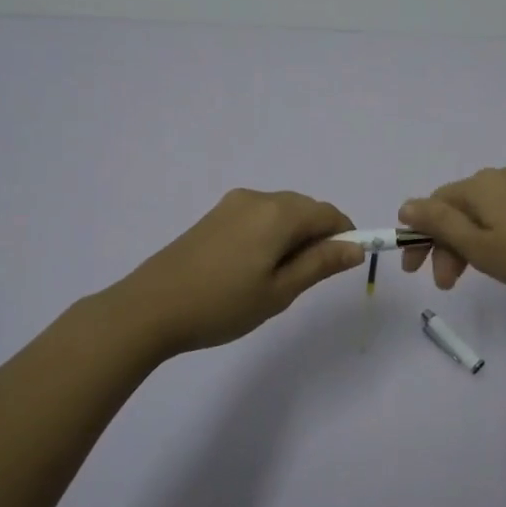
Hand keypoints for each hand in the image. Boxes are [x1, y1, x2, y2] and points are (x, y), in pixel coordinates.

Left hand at [110, 189, 363, 357]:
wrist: (150, 308)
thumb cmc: (222, 304)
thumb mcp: (279, 291)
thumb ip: (320, 264)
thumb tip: (355, 247)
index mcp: (278, 213)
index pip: (329, 213)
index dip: (345, 236)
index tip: (341, 267)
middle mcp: (257, 198)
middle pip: (305, 208)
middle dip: (318, 236)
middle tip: (305, 280)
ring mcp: (232, 205)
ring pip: (281, 212)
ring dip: (293, 236)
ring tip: (276, 279)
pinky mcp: (213, 216)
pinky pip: (258, 217)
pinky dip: (270, 235)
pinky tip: (252, 268)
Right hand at [398, 162, 505, 302]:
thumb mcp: (480, 246)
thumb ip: (439, 225)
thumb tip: (405, 205)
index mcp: (480, 184)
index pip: (434, 205)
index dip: (419, 237)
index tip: (414, 271)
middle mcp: (501, 175)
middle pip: (458, 208)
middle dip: (445, 245)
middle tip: (447, 284)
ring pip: (482, 212)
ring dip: (469, 244)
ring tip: (475, 277)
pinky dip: (494, 236)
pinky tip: (504, 258)